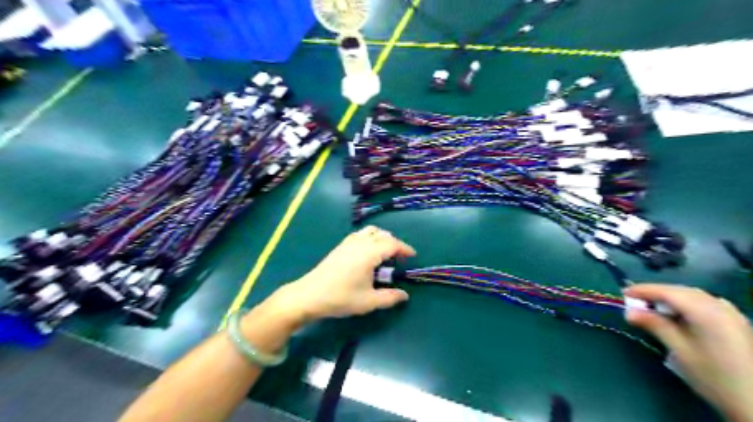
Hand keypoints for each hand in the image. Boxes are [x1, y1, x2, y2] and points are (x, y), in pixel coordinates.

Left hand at [271, 228, 414, 322]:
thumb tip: (404, 295)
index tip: (412, 256)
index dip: (405, 248)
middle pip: (382, 234)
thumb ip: (389, 298)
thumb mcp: (369, 302)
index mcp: (369, 253)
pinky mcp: (340, 246)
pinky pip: (360, 234)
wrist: (309, 295)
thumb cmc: (341, 298)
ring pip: (370, 231)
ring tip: (385, 253)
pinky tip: (368, 253)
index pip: (392, 244)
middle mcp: (360, 243)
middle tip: (399, 257)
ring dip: (381, 238)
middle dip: (394, 243)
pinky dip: (370, 238)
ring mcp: (348, 243)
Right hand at [624, 284, 752, 421]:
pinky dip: (687, 304)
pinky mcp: (737, 324)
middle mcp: (720, 306)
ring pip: (694, 296)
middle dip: (657, 293)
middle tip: (635, 302)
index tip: (623, 293)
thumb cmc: (715, 378)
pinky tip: (680, 315)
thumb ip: (655, 325)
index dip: (643, 290)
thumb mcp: (680, 351)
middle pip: (681, 291)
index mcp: (706, 311)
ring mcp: (732, 315)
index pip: (668, 292)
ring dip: (671, 298)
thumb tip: (630, 311)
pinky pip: (706, 304)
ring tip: (653, 308)